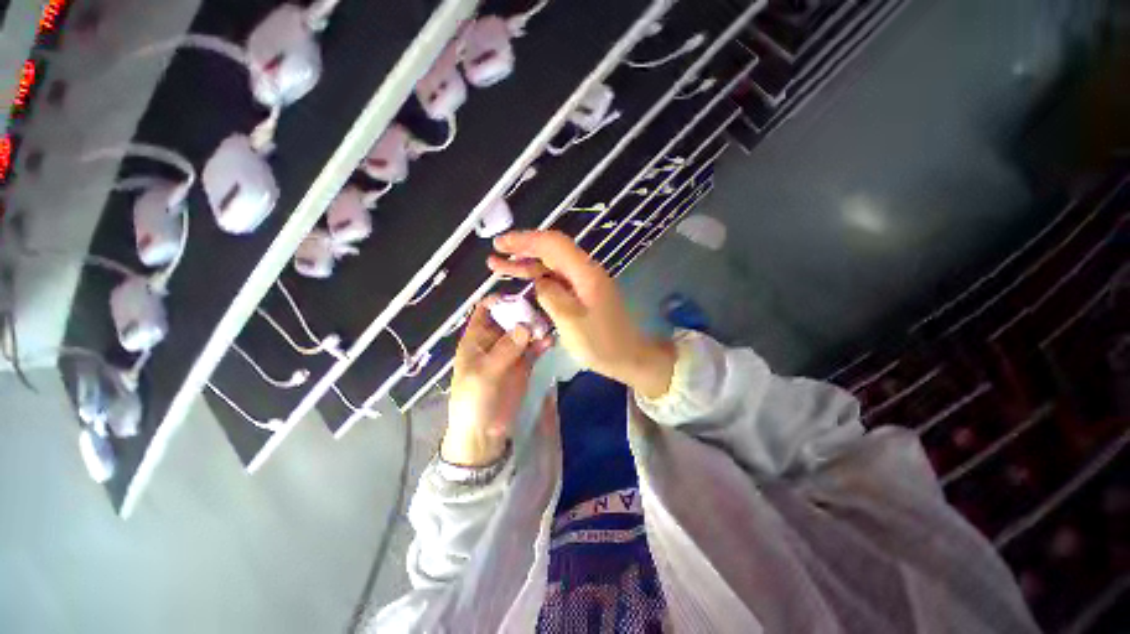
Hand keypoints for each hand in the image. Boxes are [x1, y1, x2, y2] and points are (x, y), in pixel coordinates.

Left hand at [442, 296, 547, 466]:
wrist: (483, 433)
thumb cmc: (474, 400)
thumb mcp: (485, 374)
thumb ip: (505, 350)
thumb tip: (525, 326)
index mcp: (476, 338)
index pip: (486, 310)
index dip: (500, 301)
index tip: (520, 298)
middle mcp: (494, 340)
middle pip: (510, 317)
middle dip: (524, 312)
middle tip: (542, 311)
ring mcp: (511, 351)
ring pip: (524, 331)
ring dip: (536, 327)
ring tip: (549, 326)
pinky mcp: (524, 364)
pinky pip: (534, 347)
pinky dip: (542, 342)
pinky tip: (550, 341)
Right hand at [488, 230, 675, 398]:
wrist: (628, 357)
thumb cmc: (602, 343)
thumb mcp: (571, 321)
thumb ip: (551, 296)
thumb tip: (539, 283)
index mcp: (585, 273)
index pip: (553, 244)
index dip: (526, 240)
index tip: (501, 244)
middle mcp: (585, 272)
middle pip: (551, 252)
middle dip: (522, 250)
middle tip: (495, 254)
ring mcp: (584, 283)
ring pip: (551, 267)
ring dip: (527, 265)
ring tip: (499, 267)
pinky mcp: (582, 295)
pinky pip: (556, 281)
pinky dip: (538, 280)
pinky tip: (524, 284)